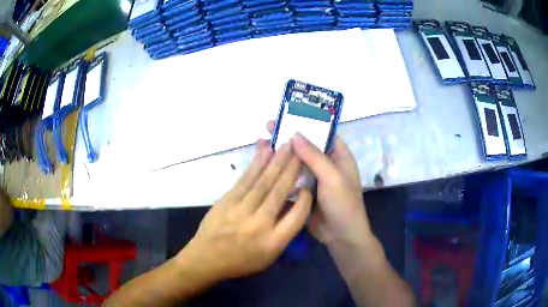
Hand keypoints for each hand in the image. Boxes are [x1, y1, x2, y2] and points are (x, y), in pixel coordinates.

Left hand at [178, 139, 312, 282]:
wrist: (206, 258)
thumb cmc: (241, 261)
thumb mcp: (269, 257)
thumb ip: (283, 233)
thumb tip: (292, 204)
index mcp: (273, 242)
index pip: (297, 216)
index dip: (306, 199)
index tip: (309, 184)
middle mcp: (259, 224)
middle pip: (279, 193)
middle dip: (292, 170)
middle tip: (300, 151)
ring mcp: (240, 210)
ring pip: (262, 182)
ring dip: (276, 162)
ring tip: (286, 146)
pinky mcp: (226, 201)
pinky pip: (244, 180)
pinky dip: (256, 165)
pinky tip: (265, 153)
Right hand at [266, 121, 373, 248]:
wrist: (341, 236)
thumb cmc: (343, 204)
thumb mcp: (332, 177)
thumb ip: (314, 156)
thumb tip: (295, 134)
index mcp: (339, 156)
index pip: (323, 133)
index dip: (307, 123)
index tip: (288, 115)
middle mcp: (326, 164)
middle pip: (307, 145)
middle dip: (290, 136)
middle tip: (269, 126)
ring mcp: (314, 178)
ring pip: (297, 161)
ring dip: (283, 153)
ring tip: (263, 141)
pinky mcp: (303, 191)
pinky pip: (291, 177)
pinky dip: (280, 171)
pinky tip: (265, 165)